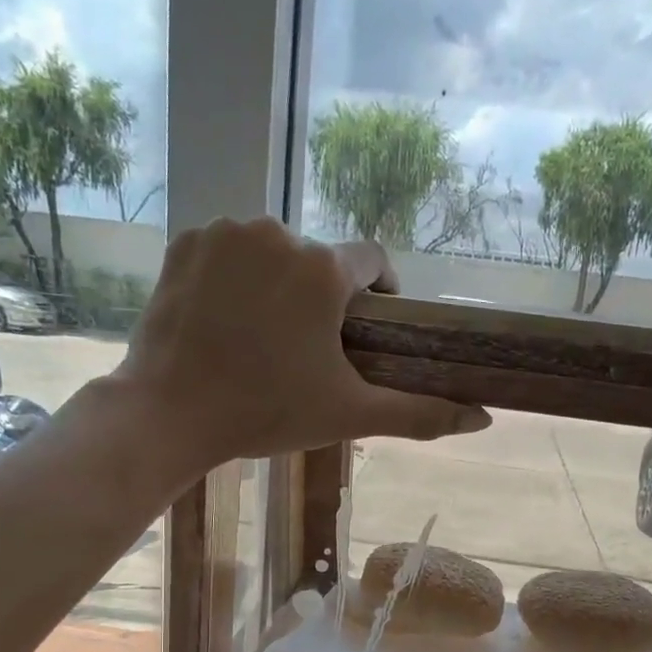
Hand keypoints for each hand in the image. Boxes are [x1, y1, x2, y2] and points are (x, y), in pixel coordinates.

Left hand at [112, 217, 490, 468]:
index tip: (366, 330)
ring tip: (262, 337)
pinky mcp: (185, 241)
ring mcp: (225, 233)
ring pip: (271, 253)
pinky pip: (227, 251)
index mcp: (323, 270)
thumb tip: (482, 418)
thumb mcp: (349, 415)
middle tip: (306, 351)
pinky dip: (233, 277)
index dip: (378, 293)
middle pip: (318, 261)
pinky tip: (224, 320)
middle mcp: (278, 233)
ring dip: (277, 285)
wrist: (169, 413)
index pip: (372, 260)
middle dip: (321, 298)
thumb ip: (419, 413)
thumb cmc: (266, 413)